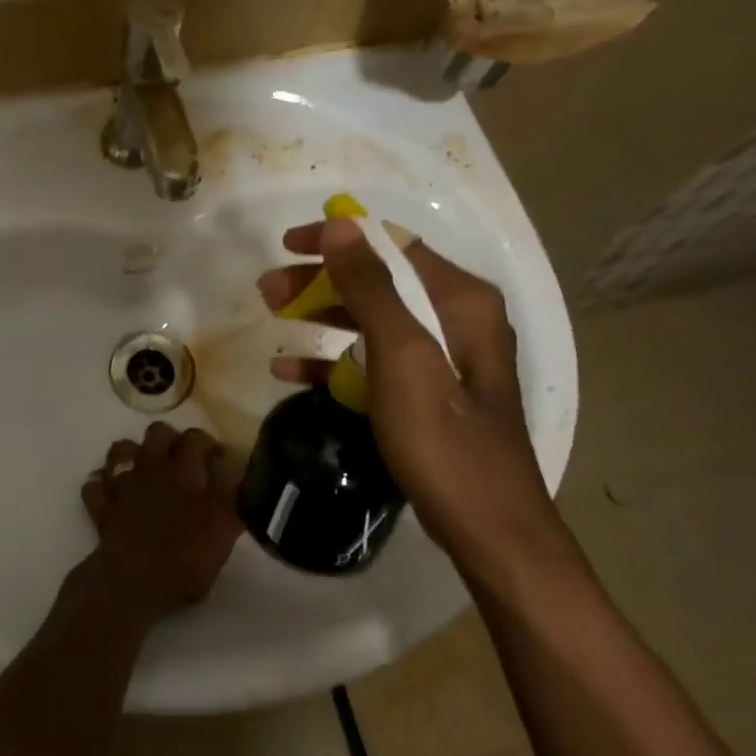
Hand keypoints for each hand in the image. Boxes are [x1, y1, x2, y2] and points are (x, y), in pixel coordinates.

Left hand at [82, 423, 244, 615]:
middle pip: (157, 433)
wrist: (132, 582)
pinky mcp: (101, 506)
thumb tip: (243, 483)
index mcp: (184, 474)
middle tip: (182, 459)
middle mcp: (151, 470)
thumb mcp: (222, 535)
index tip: (218, 457)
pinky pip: (94, 484)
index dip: (208, 443)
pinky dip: (101, 484)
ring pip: (120, 450)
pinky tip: (111, 491)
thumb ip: (233, 505)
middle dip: (170, 439)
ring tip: (145, 469)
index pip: (196, 439)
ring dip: (132, 453)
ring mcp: (122, 485)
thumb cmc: (183, 561)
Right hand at [256, 218, 555, 556]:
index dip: (337, 238)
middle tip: (267, 290)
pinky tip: (289, 370)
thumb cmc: (444, 440)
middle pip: (376, 281)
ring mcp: (439, 359)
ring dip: (319, 314)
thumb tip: (341, 226)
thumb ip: (372, 288)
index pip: (391, 245)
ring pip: (369, 319)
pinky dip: (331, 359)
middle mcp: (454, 319)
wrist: (487, 529)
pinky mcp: (422, 393)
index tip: (286, 244)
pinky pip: (370, 361)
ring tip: (272, 316)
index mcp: (459, 300)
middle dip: (319, 279)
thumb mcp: (404, 358)